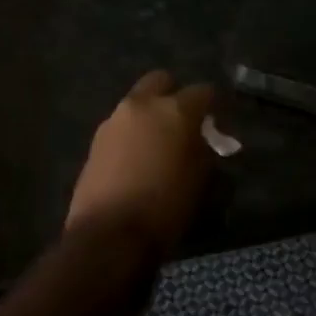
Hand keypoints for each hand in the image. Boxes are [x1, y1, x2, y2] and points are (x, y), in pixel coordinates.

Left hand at [67, 71, 216, 248]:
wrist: (110, 235)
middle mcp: (142, 106)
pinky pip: (121, 127)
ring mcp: (113, 121)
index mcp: (175, 110)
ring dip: (150, 116)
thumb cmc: (166, 206)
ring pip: (137, 104)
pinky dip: (133, 135)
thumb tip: (205, 139)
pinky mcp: (95, 142)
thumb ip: (205, 149)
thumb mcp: (201, 178)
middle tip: (184, 122)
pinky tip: (138, 160)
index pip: (203, 91)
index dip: (214, 105)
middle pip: (161, 81)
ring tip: (159, 145)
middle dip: (174, 94)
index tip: (219, 122)